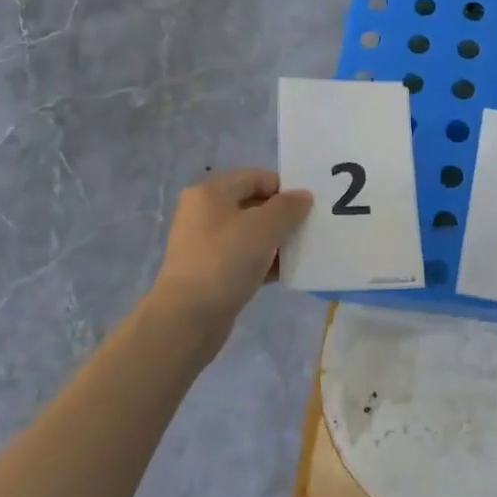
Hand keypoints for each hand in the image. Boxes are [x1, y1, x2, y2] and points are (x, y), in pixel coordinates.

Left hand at [152, 169, 312, 327]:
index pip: (257, 177)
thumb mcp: (264, 228)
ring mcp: (205, 243)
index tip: (309, 209)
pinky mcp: (209, 270)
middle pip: (253, 204)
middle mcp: (204, 212)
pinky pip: (243, 257)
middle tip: (308, 231)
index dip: (285, 189)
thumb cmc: (225, 261)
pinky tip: (284, 273)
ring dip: (276, 241)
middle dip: (282, 217)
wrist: (187, 318)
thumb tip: (303, 196)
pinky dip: (263, 262)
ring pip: (250, 233)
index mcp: (210, 192)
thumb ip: (288, 208)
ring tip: (300, 253)